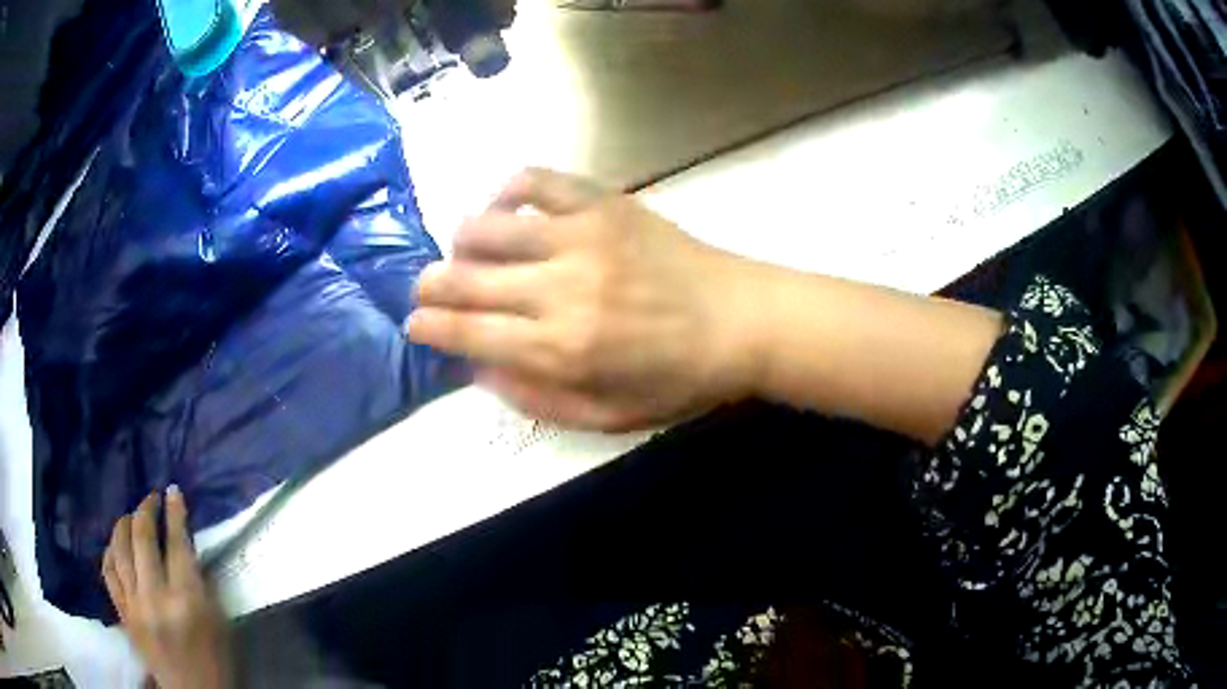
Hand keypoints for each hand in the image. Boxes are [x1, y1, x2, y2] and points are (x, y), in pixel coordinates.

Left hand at [102, 488, 231, 688]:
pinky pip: (108, 571)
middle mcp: (155, 597)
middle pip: (142, 538)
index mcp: (187, 601)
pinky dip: (110, 551)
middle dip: (146, 509)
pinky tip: (116, 544)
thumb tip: (185, 545)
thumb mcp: (218, 622)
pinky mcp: (122, 614)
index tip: (173, 491)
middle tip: (151, 498)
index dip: (175, 513)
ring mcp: (134, 605)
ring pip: (119, 549)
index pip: (177, 544)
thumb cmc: (215, 660)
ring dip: (124, 524)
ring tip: (131, 516)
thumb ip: (201, 582)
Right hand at [407, 168, 759, 430]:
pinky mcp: (602, 202)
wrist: (742, 320)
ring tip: (466, 253)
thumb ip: (535, 398)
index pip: (466, 333)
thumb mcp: (608, 415)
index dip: (428, 328)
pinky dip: (507, 191)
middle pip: (464, 279)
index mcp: (560, 350)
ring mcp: (580, 235)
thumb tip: (477, 368)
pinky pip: (535, 180)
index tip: (414, 325)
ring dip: (461, 242)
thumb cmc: (679, 379)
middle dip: (430, 287)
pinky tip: (507, 209)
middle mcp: (559, 288)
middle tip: (427, 291)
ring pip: (487, 226)